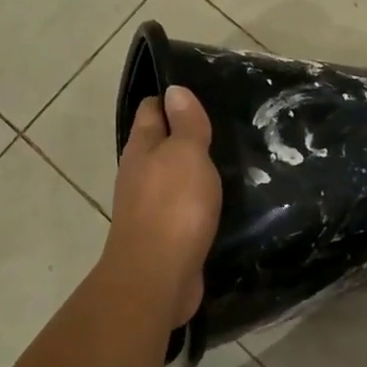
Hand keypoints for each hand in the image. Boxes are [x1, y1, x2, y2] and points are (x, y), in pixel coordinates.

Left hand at [106, 87, 221, 329]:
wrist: (157, 277)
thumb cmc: (173, 206)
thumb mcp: (186, 154)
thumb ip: (185, 123)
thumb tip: (174, 90)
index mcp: (141, 148)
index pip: (151, 110)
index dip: (171, 98)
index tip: (200, 91)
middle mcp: (139, 173)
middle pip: (159, 142)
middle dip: (184, 132)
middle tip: (223, 123)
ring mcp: (148, 206)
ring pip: (171, 175)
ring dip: (192, 167)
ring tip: (228, 158)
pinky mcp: (164, 234)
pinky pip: (181, 205)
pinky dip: (196, 197)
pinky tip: (219, 198)